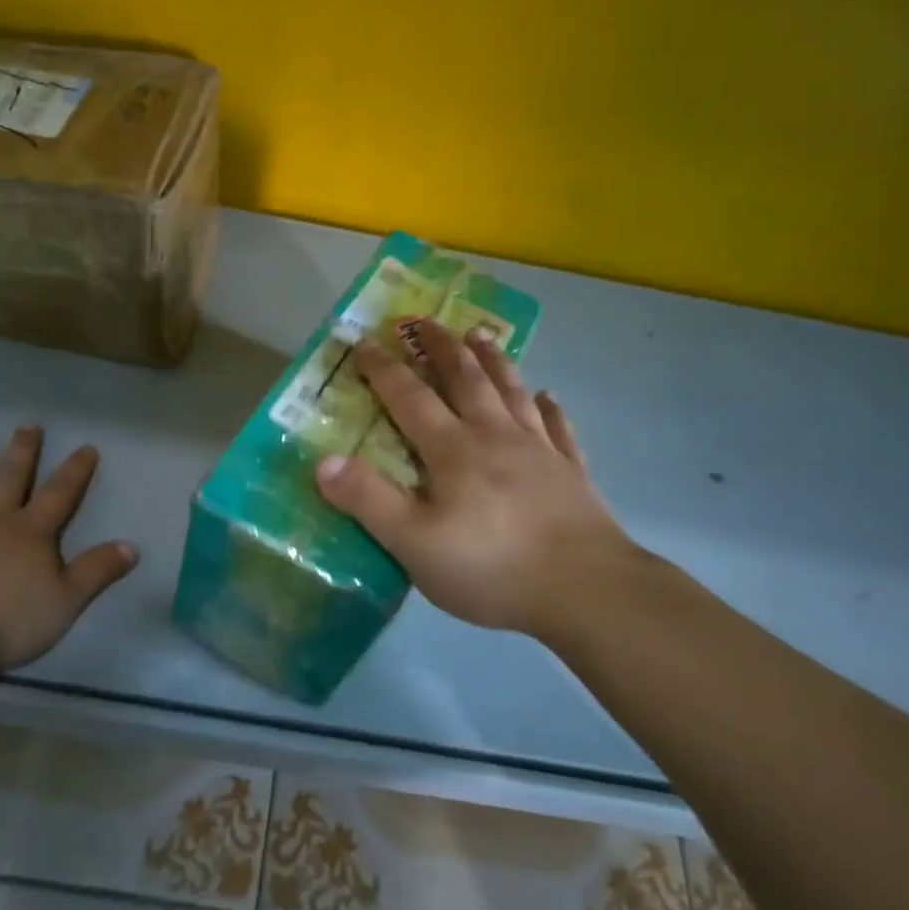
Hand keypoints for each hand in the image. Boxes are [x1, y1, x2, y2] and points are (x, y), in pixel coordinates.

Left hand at [0, 426, 138, 671]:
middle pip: (11, 478)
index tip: (86, 447)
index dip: (75, 471)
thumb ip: (98, 571)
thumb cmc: (8, 620)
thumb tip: (132, 546)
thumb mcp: (67, 601)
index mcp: (32, 532)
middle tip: (28, 425)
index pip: (60, 494)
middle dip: (23, 451)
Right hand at [315, 321, 657, 642]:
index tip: (366, 342)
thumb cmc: (492, 568)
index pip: (410, 397)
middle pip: (465, 379)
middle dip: (441, 347)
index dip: (384, 369)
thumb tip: (323, 461)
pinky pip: (559, 428)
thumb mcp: (414, 543)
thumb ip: (368, 500)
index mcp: (453, 450)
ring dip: (494, 361)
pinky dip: (551, 408)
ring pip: (512, 391)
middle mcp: (495, 436)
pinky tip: (549, 395)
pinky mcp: (572, 472)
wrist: (585, 589)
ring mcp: (540, 450)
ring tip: (481, 335)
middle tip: (426, 320)